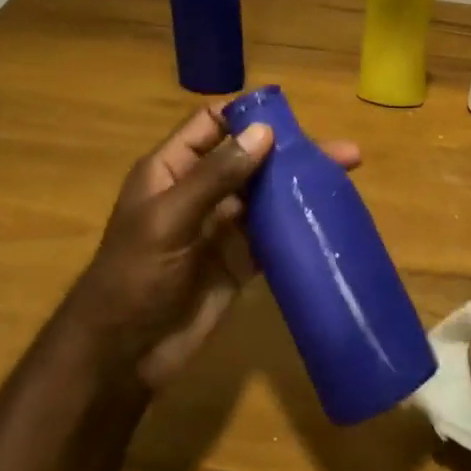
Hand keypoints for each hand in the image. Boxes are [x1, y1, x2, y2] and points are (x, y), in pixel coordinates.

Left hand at [65, 104, 360, 391]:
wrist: (123, 355)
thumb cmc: (134, 276)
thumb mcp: (169, 219)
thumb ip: (216, 176)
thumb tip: (264, 131)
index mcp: (172, 170)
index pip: (212, 125)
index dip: (248, 115)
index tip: (293, 115)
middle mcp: (201, 191)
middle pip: (251, 158)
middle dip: (292, 151)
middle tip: (343, 152)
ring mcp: (223, 227)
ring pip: (268, 194)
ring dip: (302, 184)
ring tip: (346, 176)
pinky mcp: (241, 260)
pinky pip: (274, 233)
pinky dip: (299, 223)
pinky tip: (330, 216)